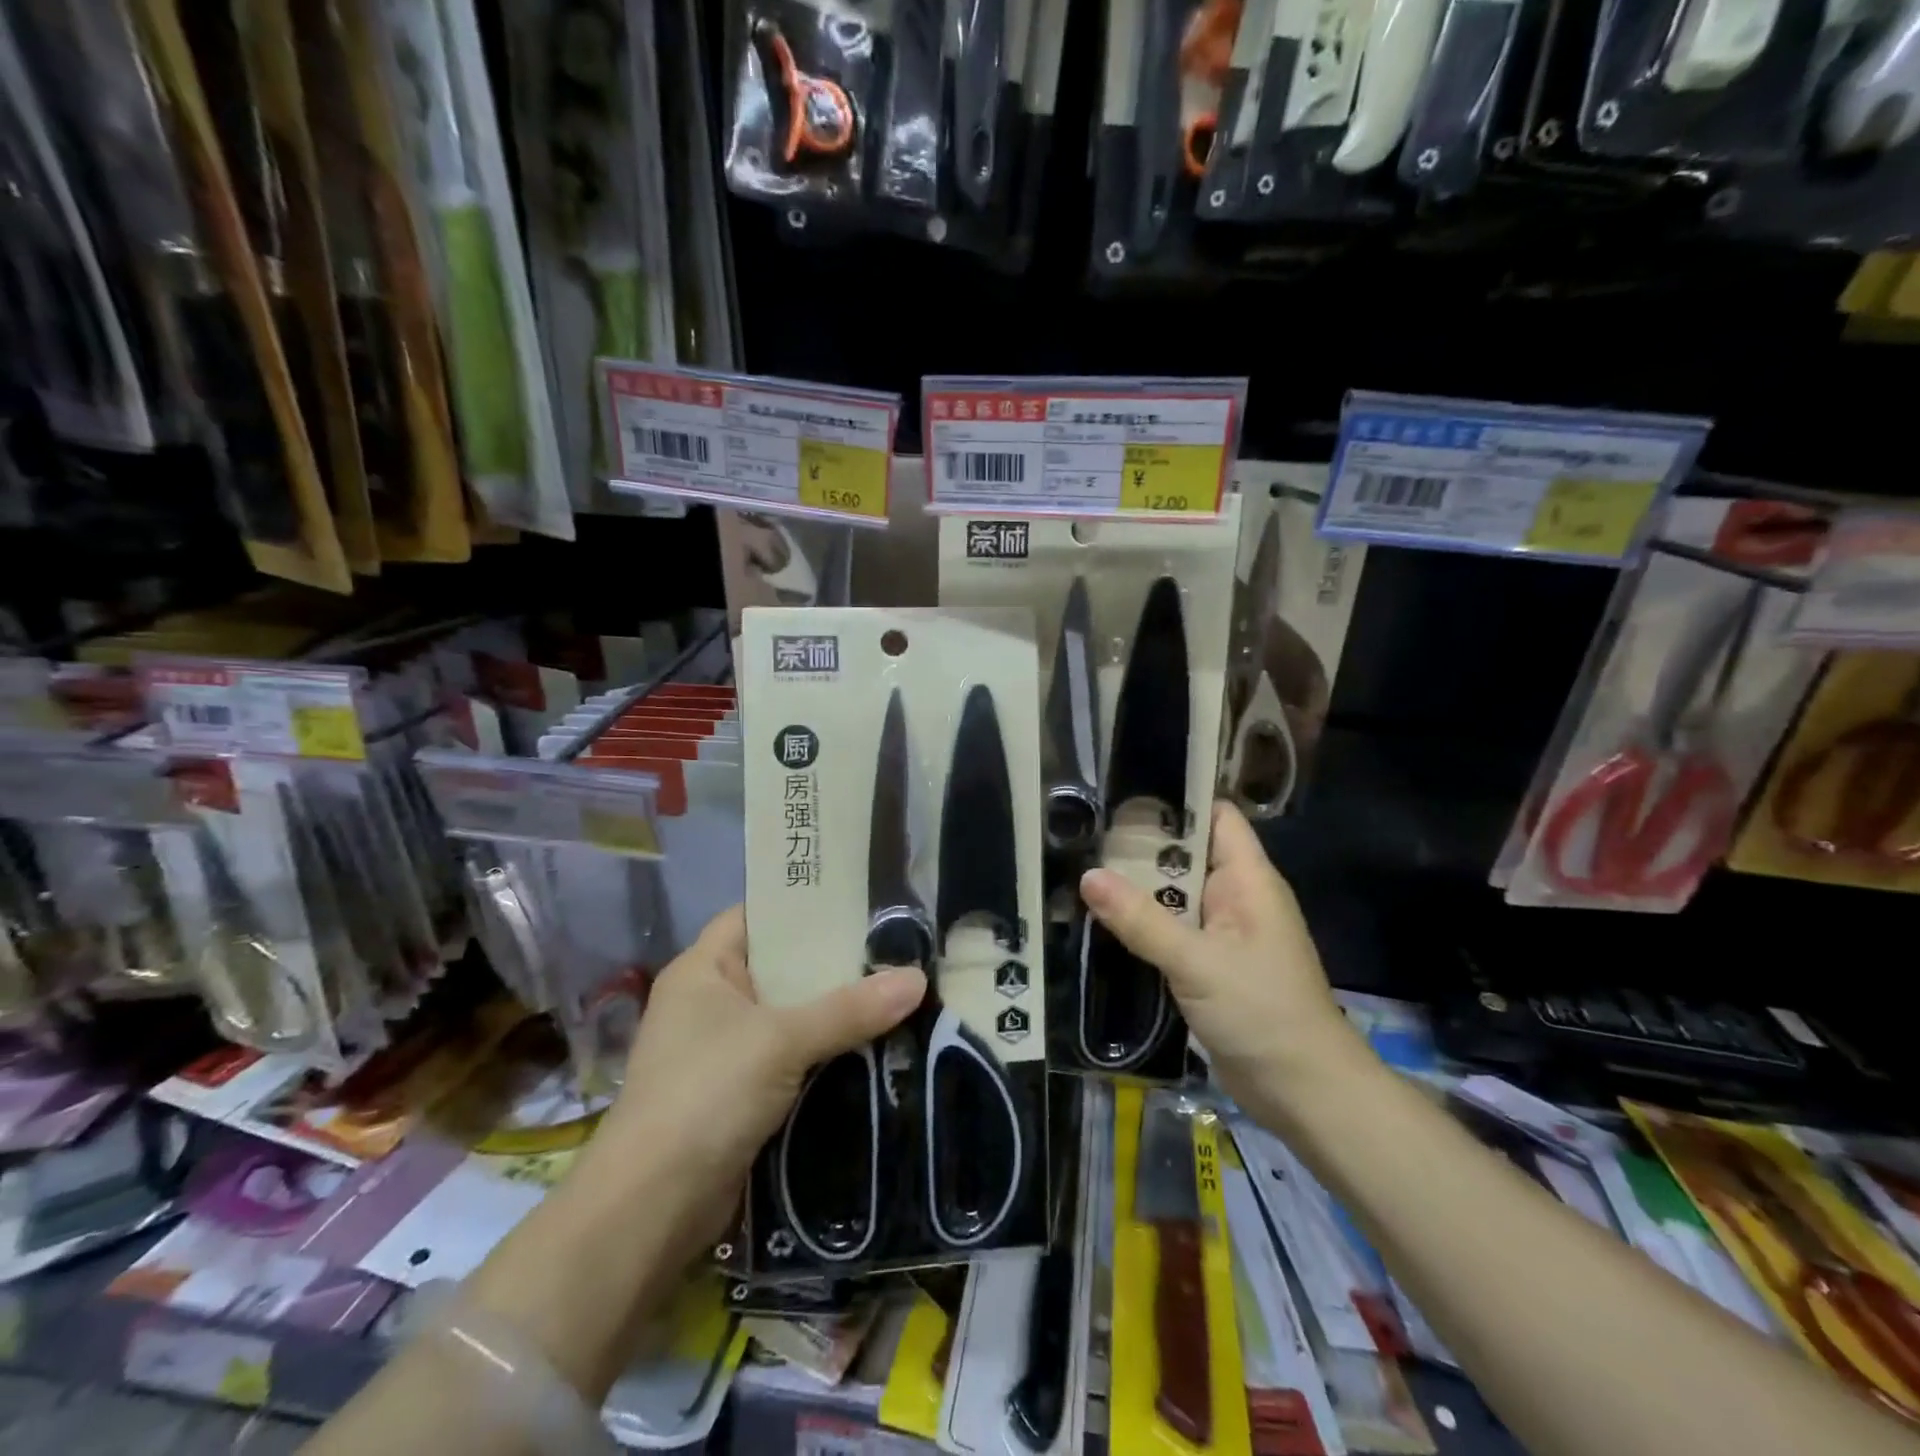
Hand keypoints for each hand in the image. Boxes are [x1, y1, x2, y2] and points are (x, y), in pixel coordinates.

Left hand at [590, 905, 925, 1244]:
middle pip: (778, 966)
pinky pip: (788, 1055)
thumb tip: (918, 979)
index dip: (801, 905)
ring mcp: (721, 1049)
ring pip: (787, 1014)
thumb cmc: (706, 1094)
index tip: (856, 901)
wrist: (652, 1207)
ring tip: (892, 988)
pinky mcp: (737, 1092)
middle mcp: (709, 1001)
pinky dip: (822, 1050)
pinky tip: (869, 1043)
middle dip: (830, 962)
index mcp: (702, 969)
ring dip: (832, 1010)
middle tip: (891, 947)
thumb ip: (849, 1009)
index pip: (755, 915)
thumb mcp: (781, 1041)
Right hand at [1079, 800, 1369, 1124]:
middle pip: (1187, 855)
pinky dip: (1144, 922)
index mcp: (1248, 880)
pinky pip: (1173, 929)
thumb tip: (1087, 876)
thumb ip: (1141, 920)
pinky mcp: (1211, 965)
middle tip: (1085, 831)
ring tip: (1082, 866)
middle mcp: (1237, 897)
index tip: (1124, 792)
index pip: (1216, 817)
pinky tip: (1104, 919)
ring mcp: (1224, 933)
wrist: (1304, 1092)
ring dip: (1138, 887)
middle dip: (1141, 845)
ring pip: (1176, 895)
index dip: (1178, 800)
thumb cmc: (1262, 1013)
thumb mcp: (1196, 962)